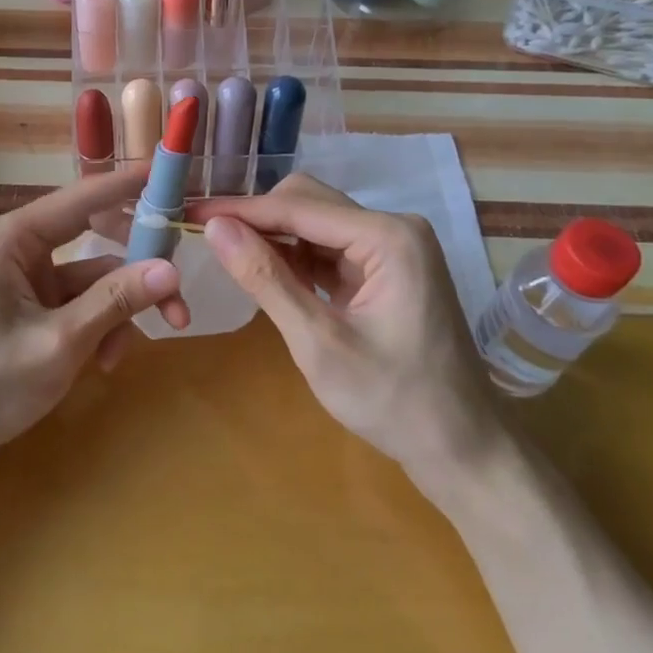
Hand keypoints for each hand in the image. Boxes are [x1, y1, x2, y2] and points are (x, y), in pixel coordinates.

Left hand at [0, 169, 189, 462]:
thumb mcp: (61, 342)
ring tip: (124, 355)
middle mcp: (15, 249)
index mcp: (9, 239)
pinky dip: (97, 328)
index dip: (128, 186)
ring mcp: (21, 280)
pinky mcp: (28, 309)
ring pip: (91, 280)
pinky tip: (103, 364)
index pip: (81, 199)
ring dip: (116, 312)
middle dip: (135, 270)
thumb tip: (173, 269)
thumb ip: (117, 301)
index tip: (170, 174)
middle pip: (93, 238)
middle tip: (176, 288)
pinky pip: (77, 304)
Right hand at [190, 174, 496, 472]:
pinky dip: (295, 258)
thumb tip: (216, 228)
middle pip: (309, 203)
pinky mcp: (385, 270)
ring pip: (316, 224)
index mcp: (388, 237)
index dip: (240, 209)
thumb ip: (266, 280)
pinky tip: (265, 272)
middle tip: (206, 236)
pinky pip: (329, 249)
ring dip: (273, 237)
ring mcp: (392, 249)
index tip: (191, 212)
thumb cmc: (393, 401)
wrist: (461, 448)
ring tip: (226, 253)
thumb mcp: (318, 343)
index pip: (297, 207)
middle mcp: (393, 228)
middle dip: (257, 218)